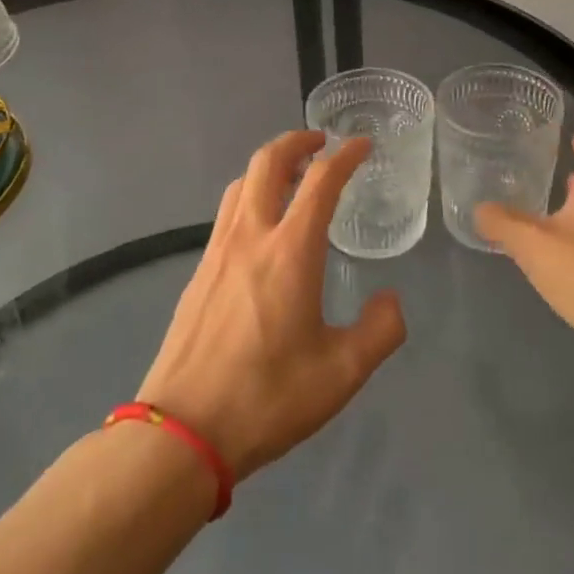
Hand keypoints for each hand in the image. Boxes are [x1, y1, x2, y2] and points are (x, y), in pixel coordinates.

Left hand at [137, 131, 406, 481]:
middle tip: (320, 143)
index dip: (345, 156)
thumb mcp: (341, 373)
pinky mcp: (198, 272)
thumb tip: (390, 301)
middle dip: (296, 141)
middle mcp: (251, 236)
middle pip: (268, 162)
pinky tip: (261, 227)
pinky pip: (226, 213)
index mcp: (290, 250)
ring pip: (240, 183)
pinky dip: (249, 195)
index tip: (362, 145)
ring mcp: (217, 251)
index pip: (320, 180)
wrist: (182, 432)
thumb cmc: (267, 397)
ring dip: (269, 166)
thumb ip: (379, 331)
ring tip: (292, 177)